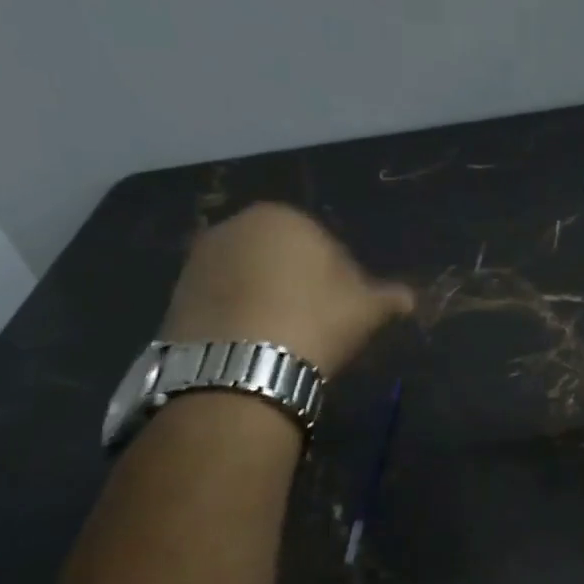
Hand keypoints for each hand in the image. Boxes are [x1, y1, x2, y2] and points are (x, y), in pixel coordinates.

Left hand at [162, 204, 412, 375]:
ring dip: (265, 300)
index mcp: (284, 217)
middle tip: (313, 326)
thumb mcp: (365, 310)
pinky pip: (221, 301)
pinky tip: (252, 346)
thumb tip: (409, 298)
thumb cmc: (314, 322)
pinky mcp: (175, 294)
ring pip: (248, 279)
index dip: (340, 280)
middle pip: (280, 257)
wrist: (241, 366)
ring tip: (280, 341)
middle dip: (297, 284)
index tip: (344, 312)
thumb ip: (388, 298)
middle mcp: (235, 225)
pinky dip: (236, 317)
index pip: (325, 245)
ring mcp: (199, 259)